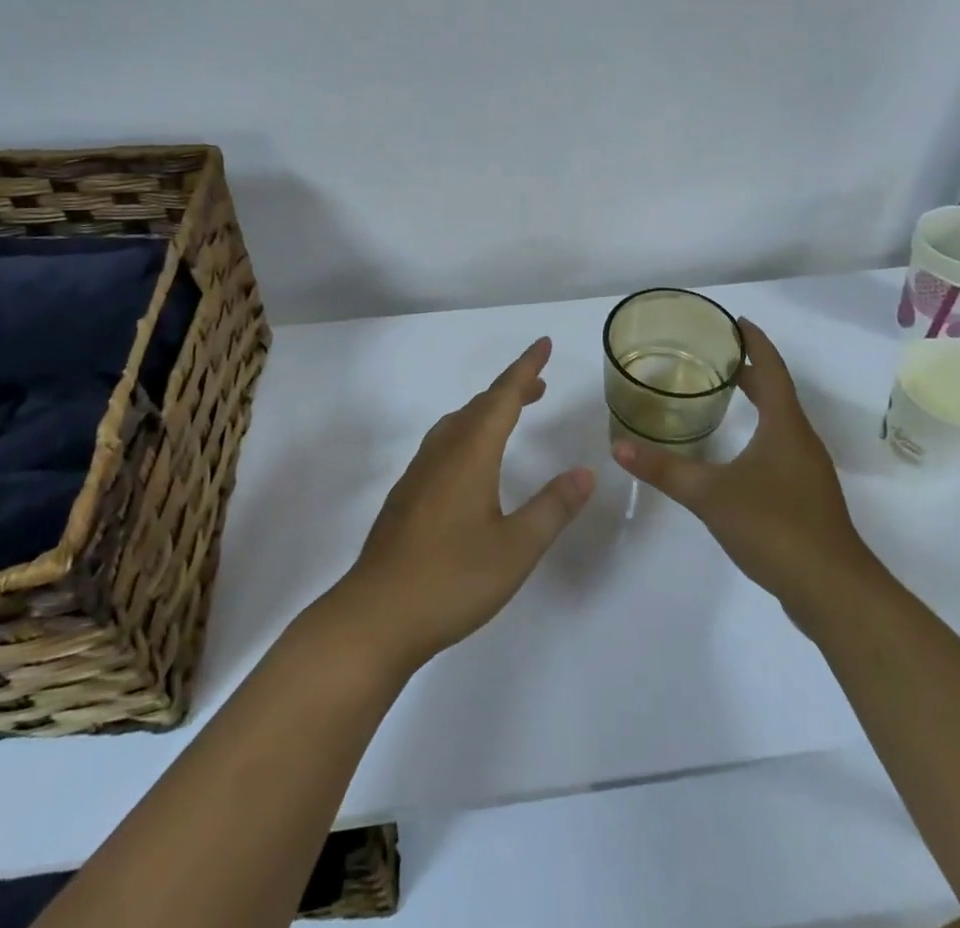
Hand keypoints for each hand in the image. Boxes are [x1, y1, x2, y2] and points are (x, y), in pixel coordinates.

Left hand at [333, 337, 594, 671]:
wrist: (375, 616)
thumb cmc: (451, 580)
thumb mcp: (516, 548)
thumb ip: (552, 507)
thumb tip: (585, 472)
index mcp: (470, 454)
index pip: (503, 397)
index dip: (526, 369)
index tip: (544, 343)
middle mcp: (442, 453)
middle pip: (479, 406)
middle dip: (511, 389)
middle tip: (539, 385)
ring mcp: (418, 474)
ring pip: (457, 424)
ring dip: (487, 411)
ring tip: (511, 415)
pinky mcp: (406, 496)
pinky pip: (443, 444)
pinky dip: (468, 433)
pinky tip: (472, 462)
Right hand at [612, 317, 872, 629]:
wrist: (832, 591)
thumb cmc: (775, 527)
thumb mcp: (710, 494)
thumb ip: (665, 469)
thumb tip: (618, 446)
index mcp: (785, 426)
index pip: (771, 370)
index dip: (755, 343)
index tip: (736, 321)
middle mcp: (801, 440)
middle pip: (777, 392)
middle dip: (751, 370)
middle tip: (716, 355)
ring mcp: (808, 471)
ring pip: (781, 421)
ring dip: (758, 401)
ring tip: (724, 394)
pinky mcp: (807, 497)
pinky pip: (782, 447)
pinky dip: (760, 432)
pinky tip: (740, 453)